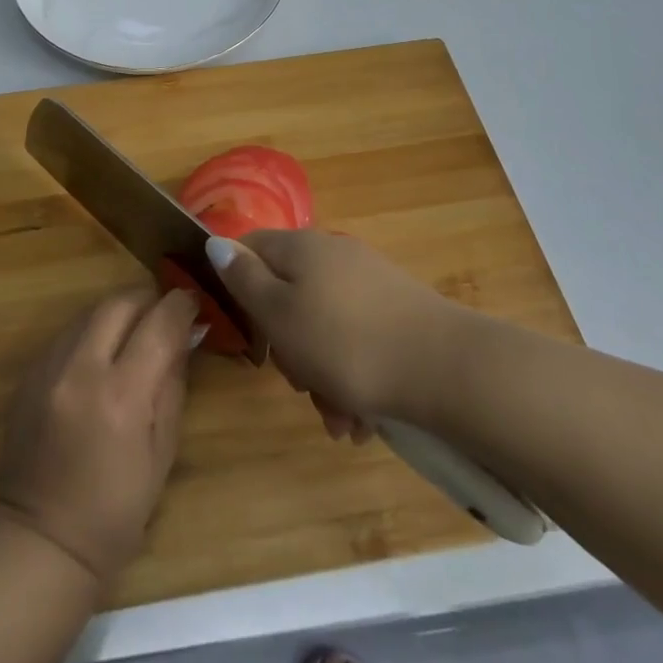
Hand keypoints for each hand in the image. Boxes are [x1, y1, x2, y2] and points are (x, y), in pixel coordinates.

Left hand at [0, 289, 198, 586]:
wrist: (38, 541)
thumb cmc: (114, 512)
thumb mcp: (162, 454)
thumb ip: (173, 385)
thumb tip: (184, 338)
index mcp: (121, 395)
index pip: (158, 324)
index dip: (181, 306)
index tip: (193, 303)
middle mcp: (81, 369)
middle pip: (119, 303)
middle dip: (148, 300)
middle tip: (164, 314)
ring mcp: (48, 368)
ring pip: (89, 311)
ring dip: (118, 313)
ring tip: (135, 331)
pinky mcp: (28, 374)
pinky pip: (67, 333)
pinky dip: (91, 332)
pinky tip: (102, 356)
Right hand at [207, 230, 457, 436]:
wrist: (446, 368)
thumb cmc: (347, 343)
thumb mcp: (280, 314)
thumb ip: (244, 279)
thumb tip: (216, 242)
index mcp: (301, 247)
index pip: (250, 249)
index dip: (237, 287)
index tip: (248, 333)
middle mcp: (333, 255)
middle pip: (288, 295)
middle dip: (288, 348)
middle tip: (300, 383)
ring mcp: (368, 282)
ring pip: (323, 328)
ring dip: (322, 376)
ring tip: (340, 420)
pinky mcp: (396, 312)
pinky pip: (357, 342)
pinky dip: (353, 378)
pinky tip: (363, 419)